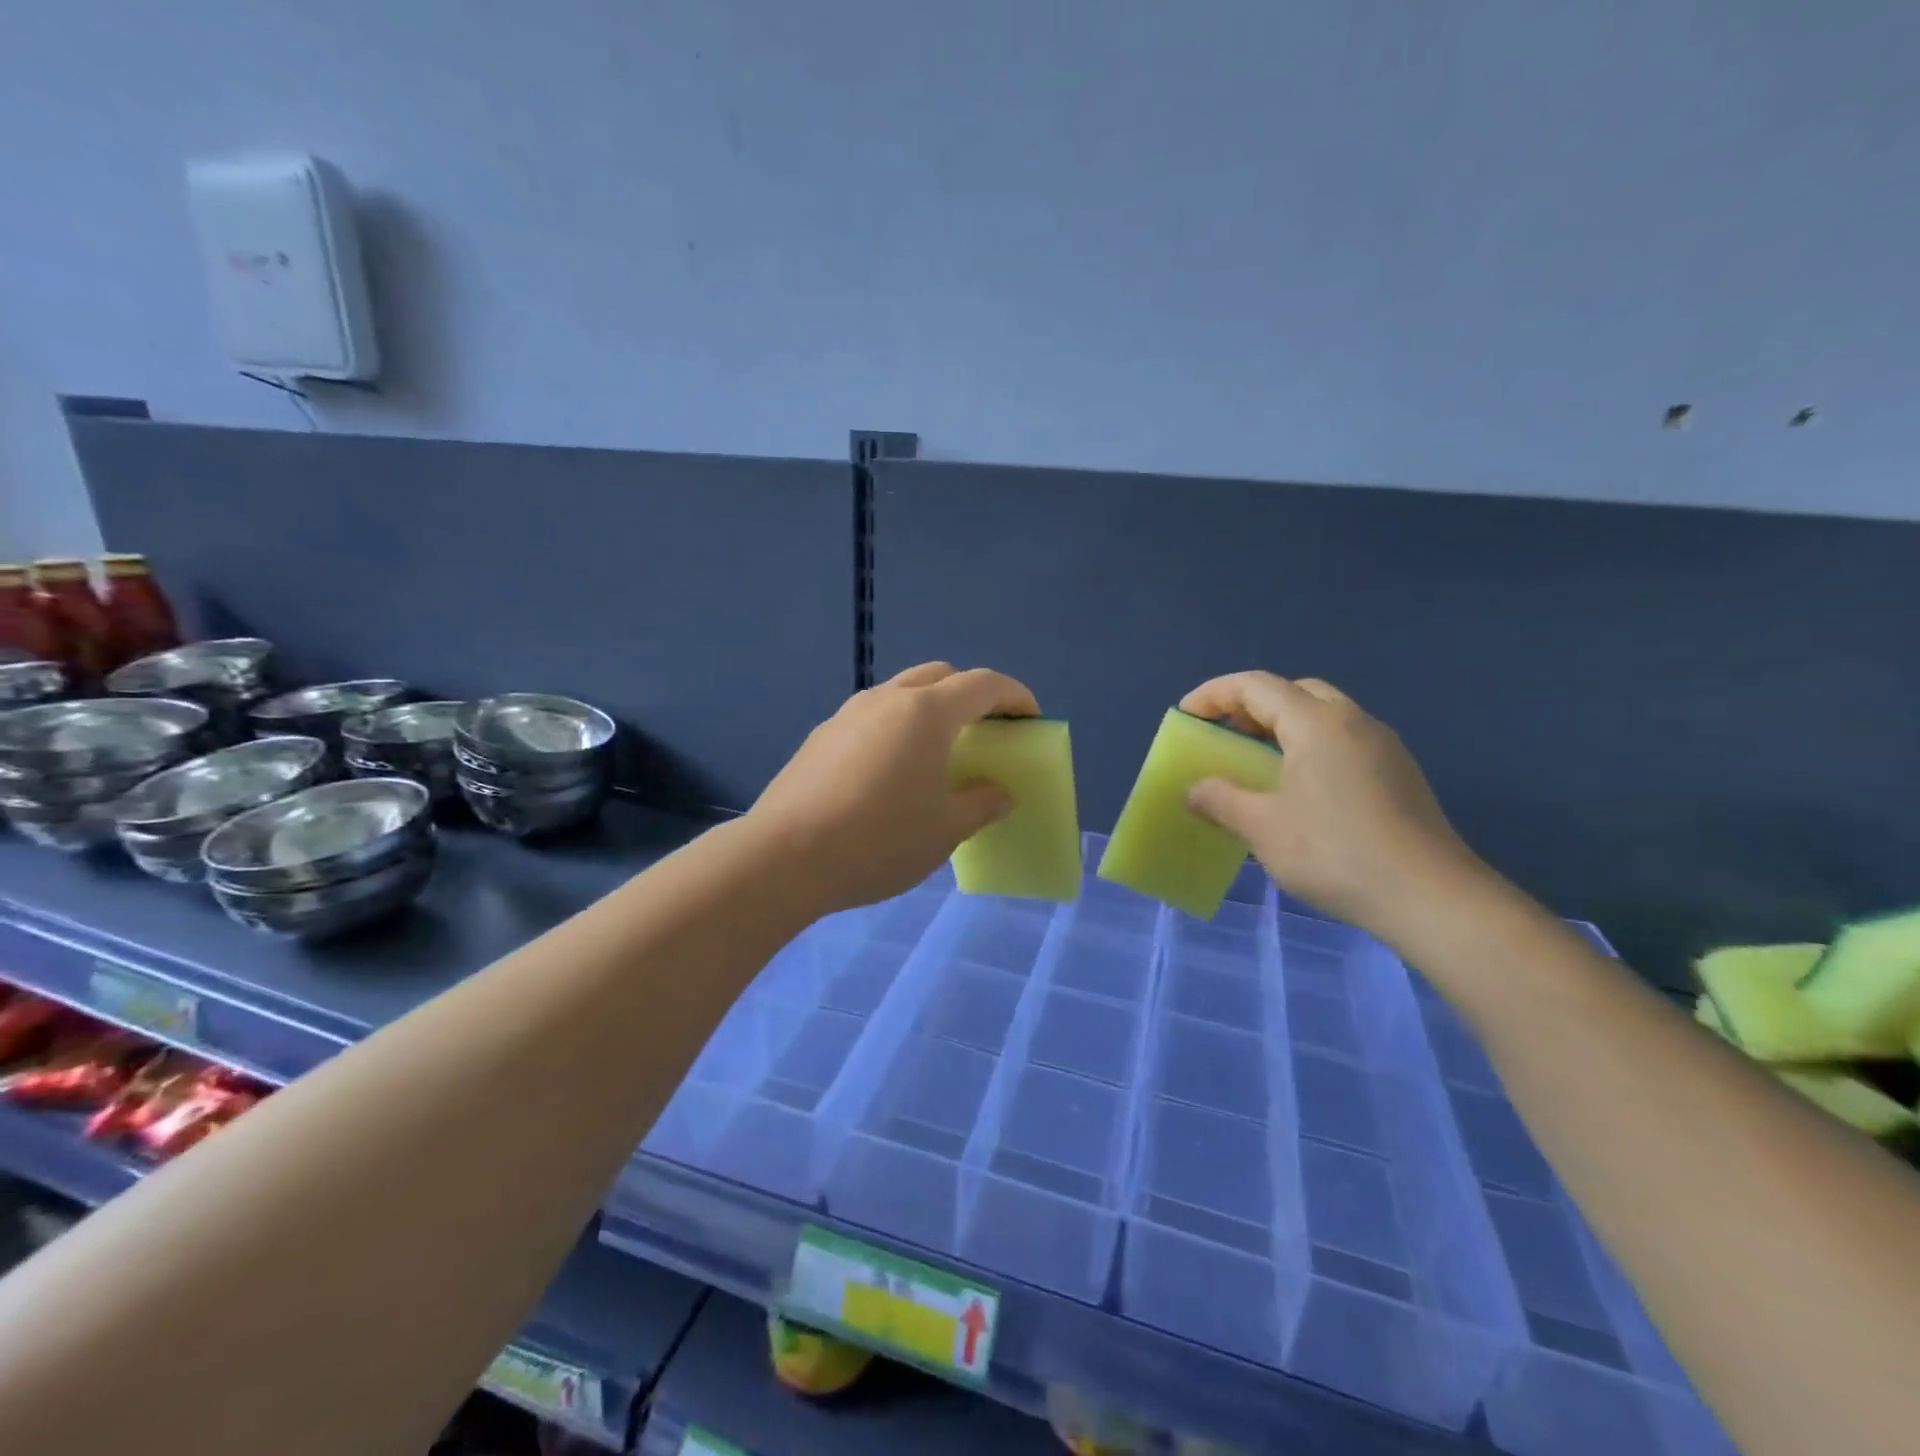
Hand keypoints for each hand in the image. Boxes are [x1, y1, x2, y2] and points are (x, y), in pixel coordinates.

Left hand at [748, 662, 1038, 913]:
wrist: (785, 857)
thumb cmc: (880, 840)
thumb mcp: (946, 830)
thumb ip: (982, 804)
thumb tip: (1000, 794)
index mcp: (926, 712)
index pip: (983, 684)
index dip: (1014, 696)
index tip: (1031, 719)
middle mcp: (886, 699)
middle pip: (940, 676)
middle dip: (970, 694)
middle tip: (985, 731)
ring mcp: (847, 714)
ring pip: (901, 693)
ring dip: (929, 709)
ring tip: (937, 752)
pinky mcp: (820, 736)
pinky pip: (871, 718)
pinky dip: (895, 729)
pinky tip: (890, 773)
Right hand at [1181, 672, 1485, 936]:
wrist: (1431, 897)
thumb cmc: (1335, 852)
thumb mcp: (1263, 828)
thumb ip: (1221, 800)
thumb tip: (1195, 790)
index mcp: (1316, 722)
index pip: (1254, 686)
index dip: (1213, 694)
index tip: (1185, 718)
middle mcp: (1352, 721)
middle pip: (1293, 691)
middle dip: (1251, 706)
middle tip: (1225, 737)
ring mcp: (1382, 746)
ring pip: (1322, 716)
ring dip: (1282, 728)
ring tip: (1256, 765)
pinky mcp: (1398, 773)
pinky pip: (1342, 741)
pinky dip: (1309, 747)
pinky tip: (1299, 791)